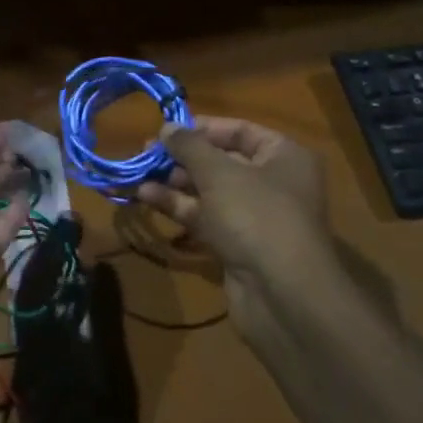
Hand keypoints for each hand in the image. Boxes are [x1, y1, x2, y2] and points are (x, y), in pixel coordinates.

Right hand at [135, 118, 334, 338]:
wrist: (283, 296)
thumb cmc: (256, 216)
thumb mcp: (218, 172)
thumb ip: (189, 145)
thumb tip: (167, 126)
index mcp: (284, 156)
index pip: (239, 130)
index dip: (202, 128)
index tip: (166, 129)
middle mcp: (274, 182)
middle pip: (222, 161)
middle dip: (183, 157)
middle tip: (146, 153)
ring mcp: (256, 217)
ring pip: (210, 191)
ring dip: (175, 183)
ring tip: (139, 175)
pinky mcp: (239, 245)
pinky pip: (206, 218)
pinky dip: (180, 207)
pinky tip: (146, 198)